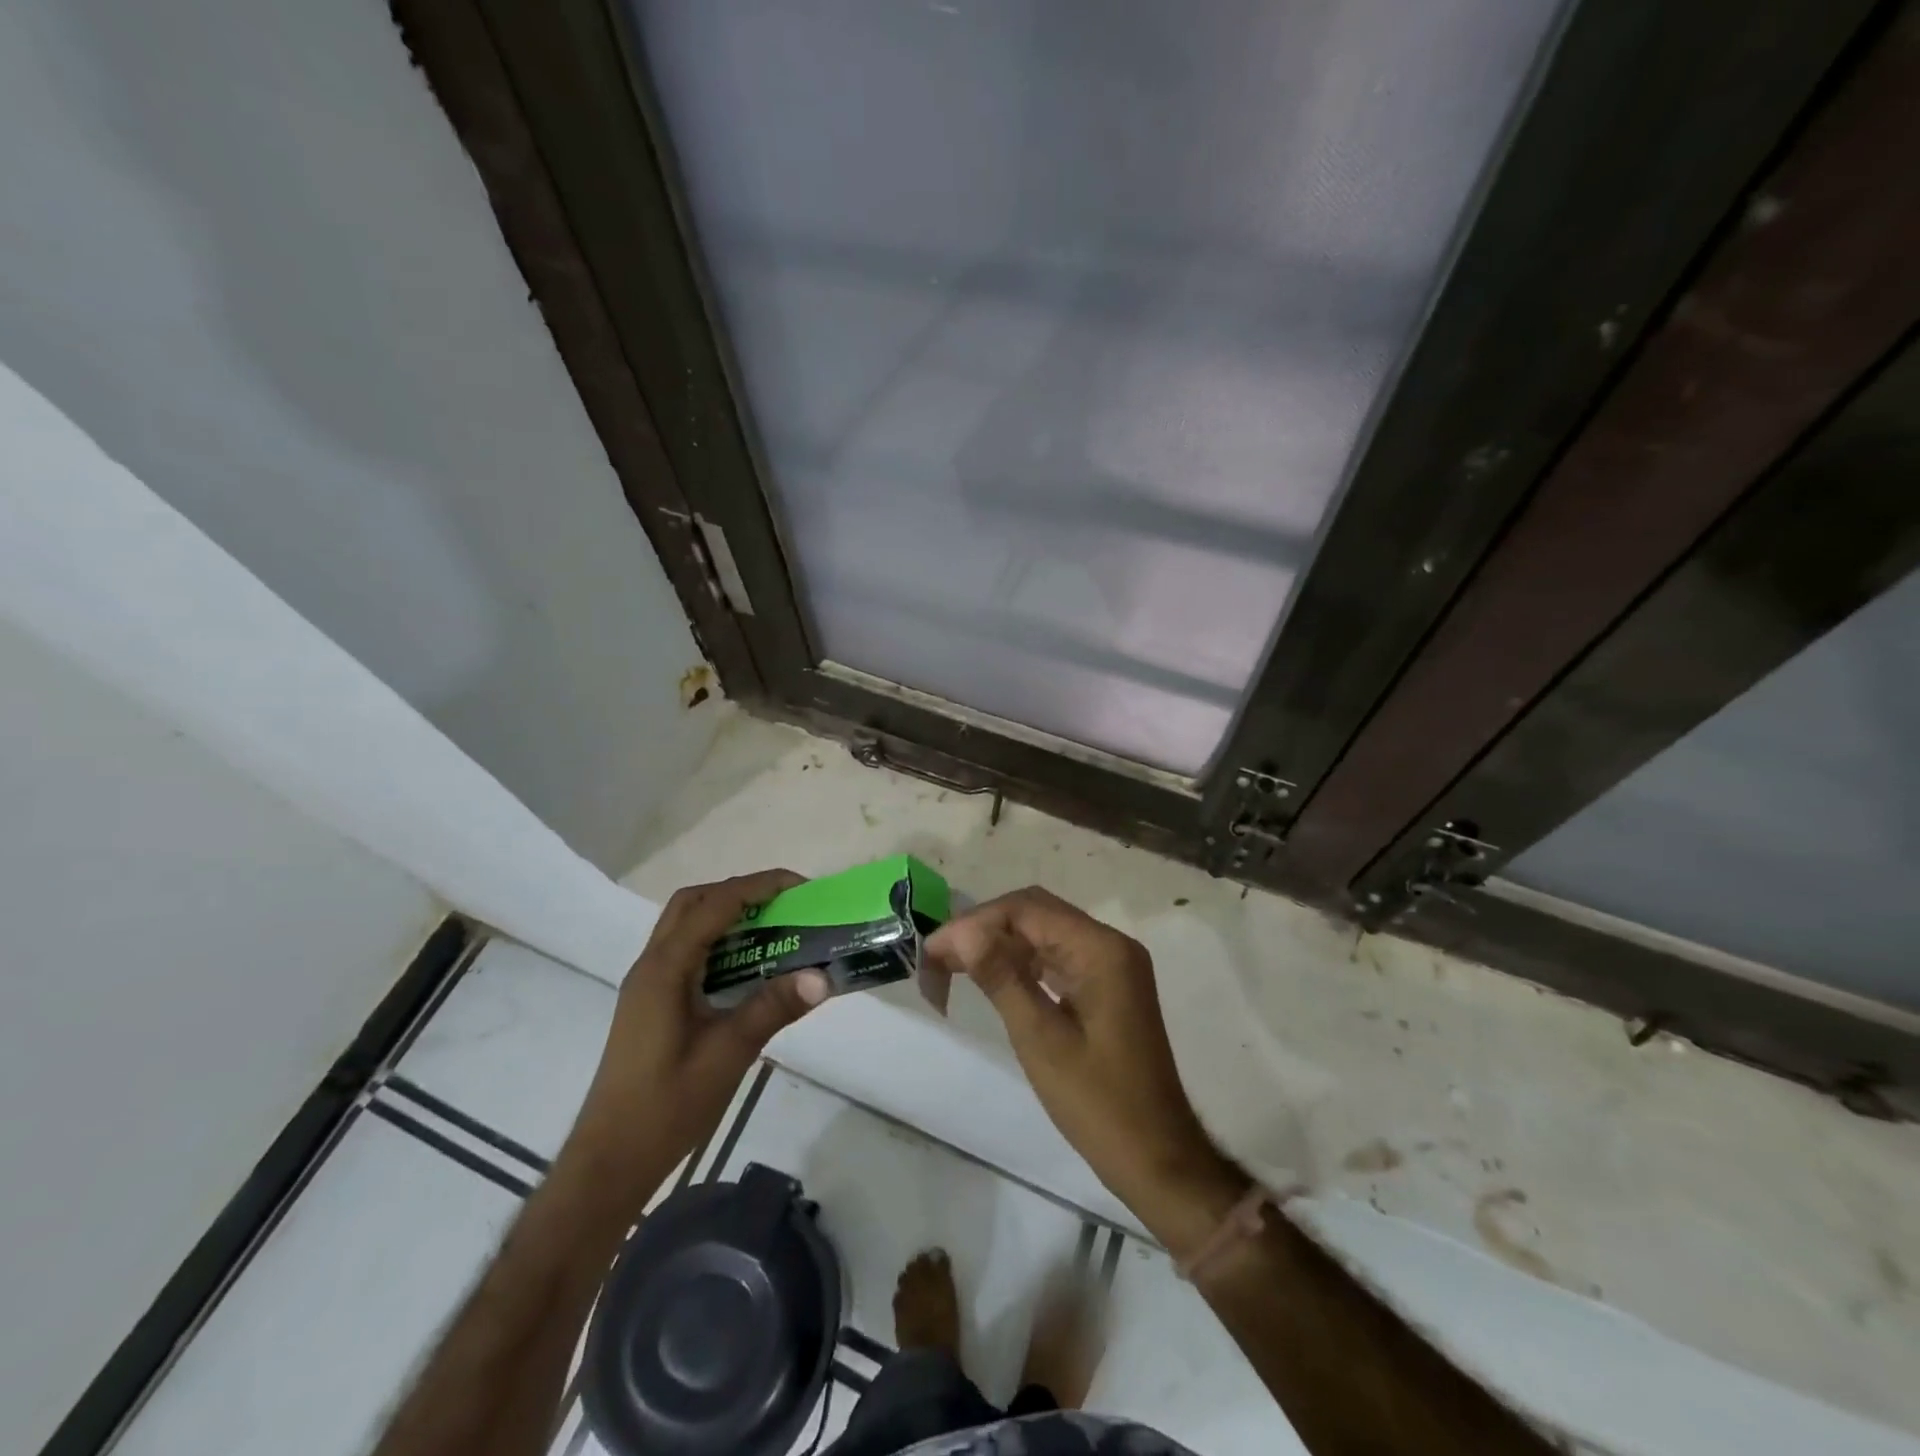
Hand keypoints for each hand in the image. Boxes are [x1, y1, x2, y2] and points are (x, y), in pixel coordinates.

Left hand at [563, 870, 828, 1210]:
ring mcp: (648, 985)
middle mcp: (651, 966)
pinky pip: (687, 952)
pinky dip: (718, 943)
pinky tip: (748, 968)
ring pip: (686, 926)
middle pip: (693, 903)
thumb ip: (772, 1009)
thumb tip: (822, 976)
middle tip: (784, 904)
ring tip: (773, 929)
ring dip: (727, 915)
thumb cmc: (666, 1107)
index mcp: (665, 969)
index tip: (800, 887)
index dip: (758, 887)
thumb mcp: (727, 1055)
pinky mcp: (651, 1004)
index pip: (714, 906)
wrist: (610, 1162)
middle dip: (740, 892)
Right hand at [927, 888, 1239, 1227]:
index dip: (975, 923)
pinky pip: (1058, 957)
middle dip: (984, 929)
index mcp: (1101, 949)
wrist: (1157, 1158)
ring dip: (1001, 944)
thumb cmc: (1098, 1102)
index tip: (933, 950)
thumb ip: (1001, 977)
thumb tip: (962, 932)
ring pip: (1045, 933)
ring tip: (955, 967)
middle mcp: (1110, 944)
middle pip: (1036, 913)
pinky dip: (1023, 963)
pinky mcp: (1108, 986)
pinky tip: (994, 979)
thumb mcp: (1041, 1039)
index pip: (1027, 909)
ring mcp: (1112, 965)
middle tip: (939, 958)